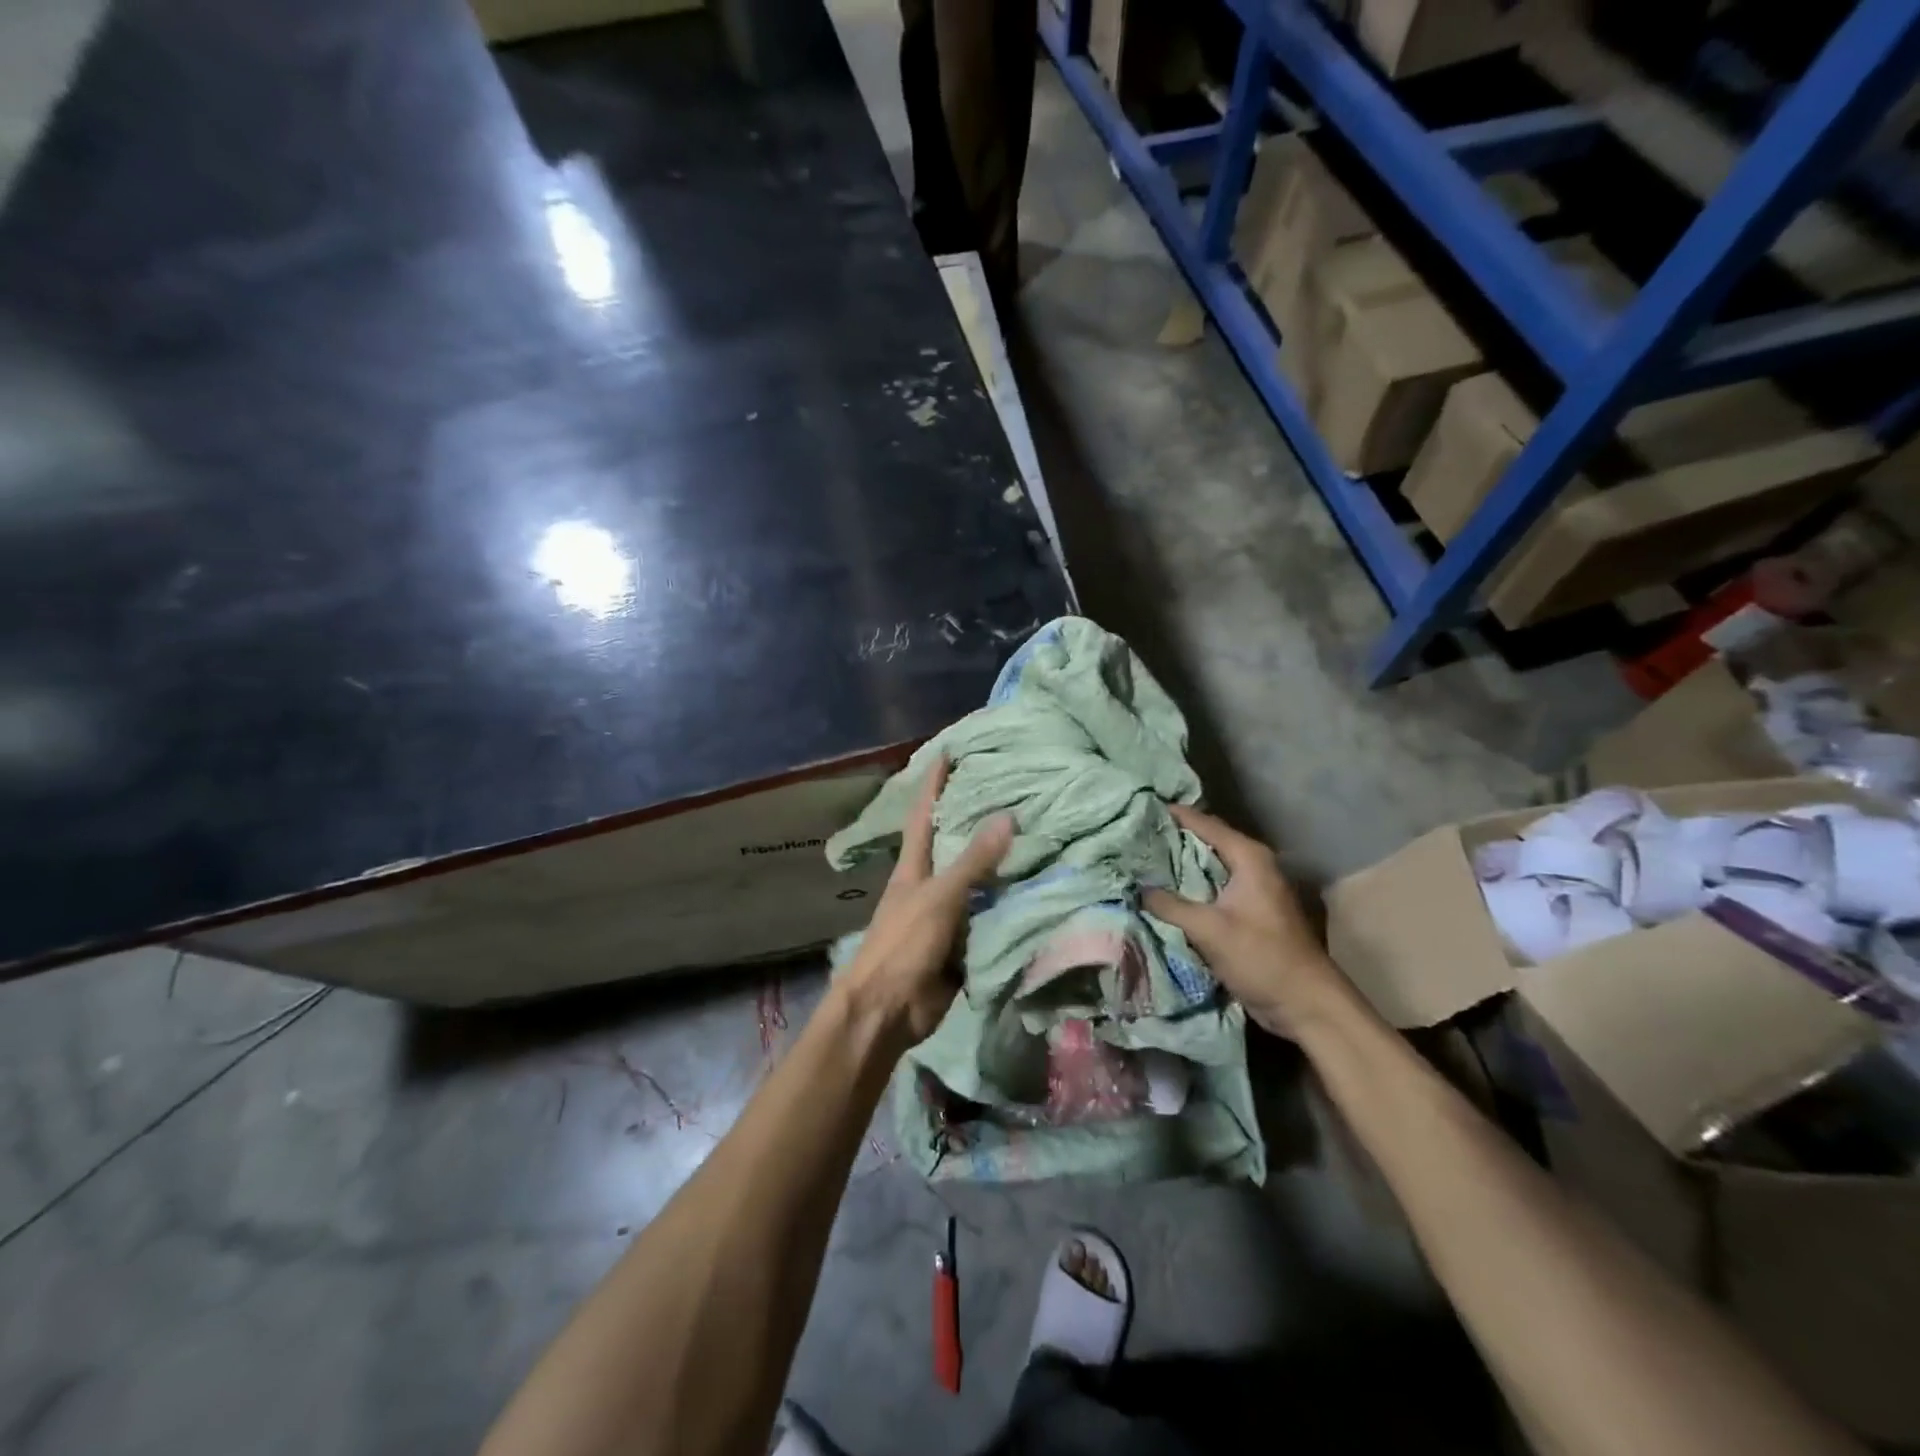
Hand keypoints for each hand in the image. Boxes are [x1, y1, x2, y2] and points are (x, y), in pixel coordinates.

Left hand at [841, 756, 1012, 1046]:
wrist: (888, 1011)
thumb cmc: (903, 945)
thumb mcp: (939, 897)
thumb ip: (973, 861)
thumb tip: (1006, 816)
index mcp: (914, 868)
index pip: (923, 816)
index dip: (934, 785)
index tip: (948, 754)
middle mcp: (929, 886)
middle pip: (955, 847)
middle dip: (977, 821)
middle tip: (1013, 793)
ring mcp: (946, 916)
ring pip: (978, 884)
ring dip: (1001, 867)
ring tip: (1037, 837)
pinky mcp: (962, 945)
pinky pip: (989, 919)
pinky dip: (1009, 906)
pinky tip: (1037, 892)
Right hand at [1144, 803, 1350, 1036]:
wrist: (1305, 1003)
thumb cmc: (1262, 957)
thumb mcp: (1210, 929)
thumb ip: (1170, 905)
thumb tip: (1136, 888)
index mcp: (1249, 857)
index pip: (1204, 823)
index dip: (1172, 815)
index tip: (1138, 809)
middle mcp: (1251, 865)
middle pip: (1204, 841)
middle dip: (1170, 839)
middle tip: (1132, 836)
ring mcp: (1250, 889)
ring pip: (1206, 867)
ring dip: (1177, 866)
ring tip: (1139, 861)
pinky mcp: (1245, 912)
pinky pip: (1209, 889)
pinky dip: (1187, 887)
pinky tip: (1160, 892)